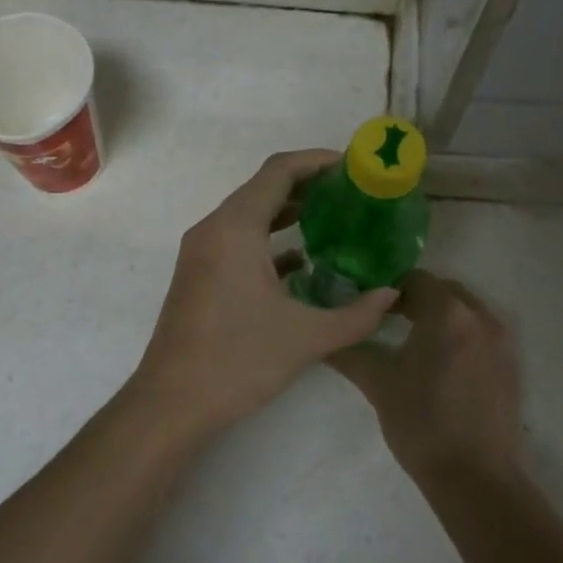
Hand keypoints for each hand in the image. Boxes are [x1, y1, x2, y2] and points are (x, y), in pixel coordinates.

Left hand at [127, 150, 399, 439]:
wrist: (171, 401)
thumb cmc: (238, 360)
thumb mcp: (307, 337)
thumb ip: (357, 315)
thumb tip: (392, 294)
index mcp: (235, 227)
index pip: (279, 171)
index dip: (318, 161)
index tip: (354, 166)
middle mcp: (214, 227)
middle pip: (264, 187)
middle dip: (309, 184)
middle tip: (353, 193)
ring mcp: (201, 250)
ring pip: (250, 213)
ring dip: (289, 211)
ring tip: (336, 219)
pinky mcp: (199, 272)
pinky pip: (238, 238)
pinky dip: (269, 238)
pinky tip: (303, 261)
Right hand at [327, 271, 520, 480]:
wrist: (476, 479)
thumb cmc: (422, 423)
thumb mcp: (378, 384)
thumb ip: (349, 352)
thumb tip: (323, 339)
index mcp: (447, 313)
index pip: (415, 279)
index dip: (388, 288)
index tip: (367, 304)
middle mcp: (479, 317)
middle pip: (443, 290)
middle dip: (415, 298)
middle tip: (385, 318)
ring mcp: (501, 341)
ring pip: (464, 311)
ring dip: (438, 316)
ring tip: (410, 339)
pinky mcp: (510, 365)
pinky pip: (480, 333)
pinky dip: (458, 335)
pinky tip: (438, 362)